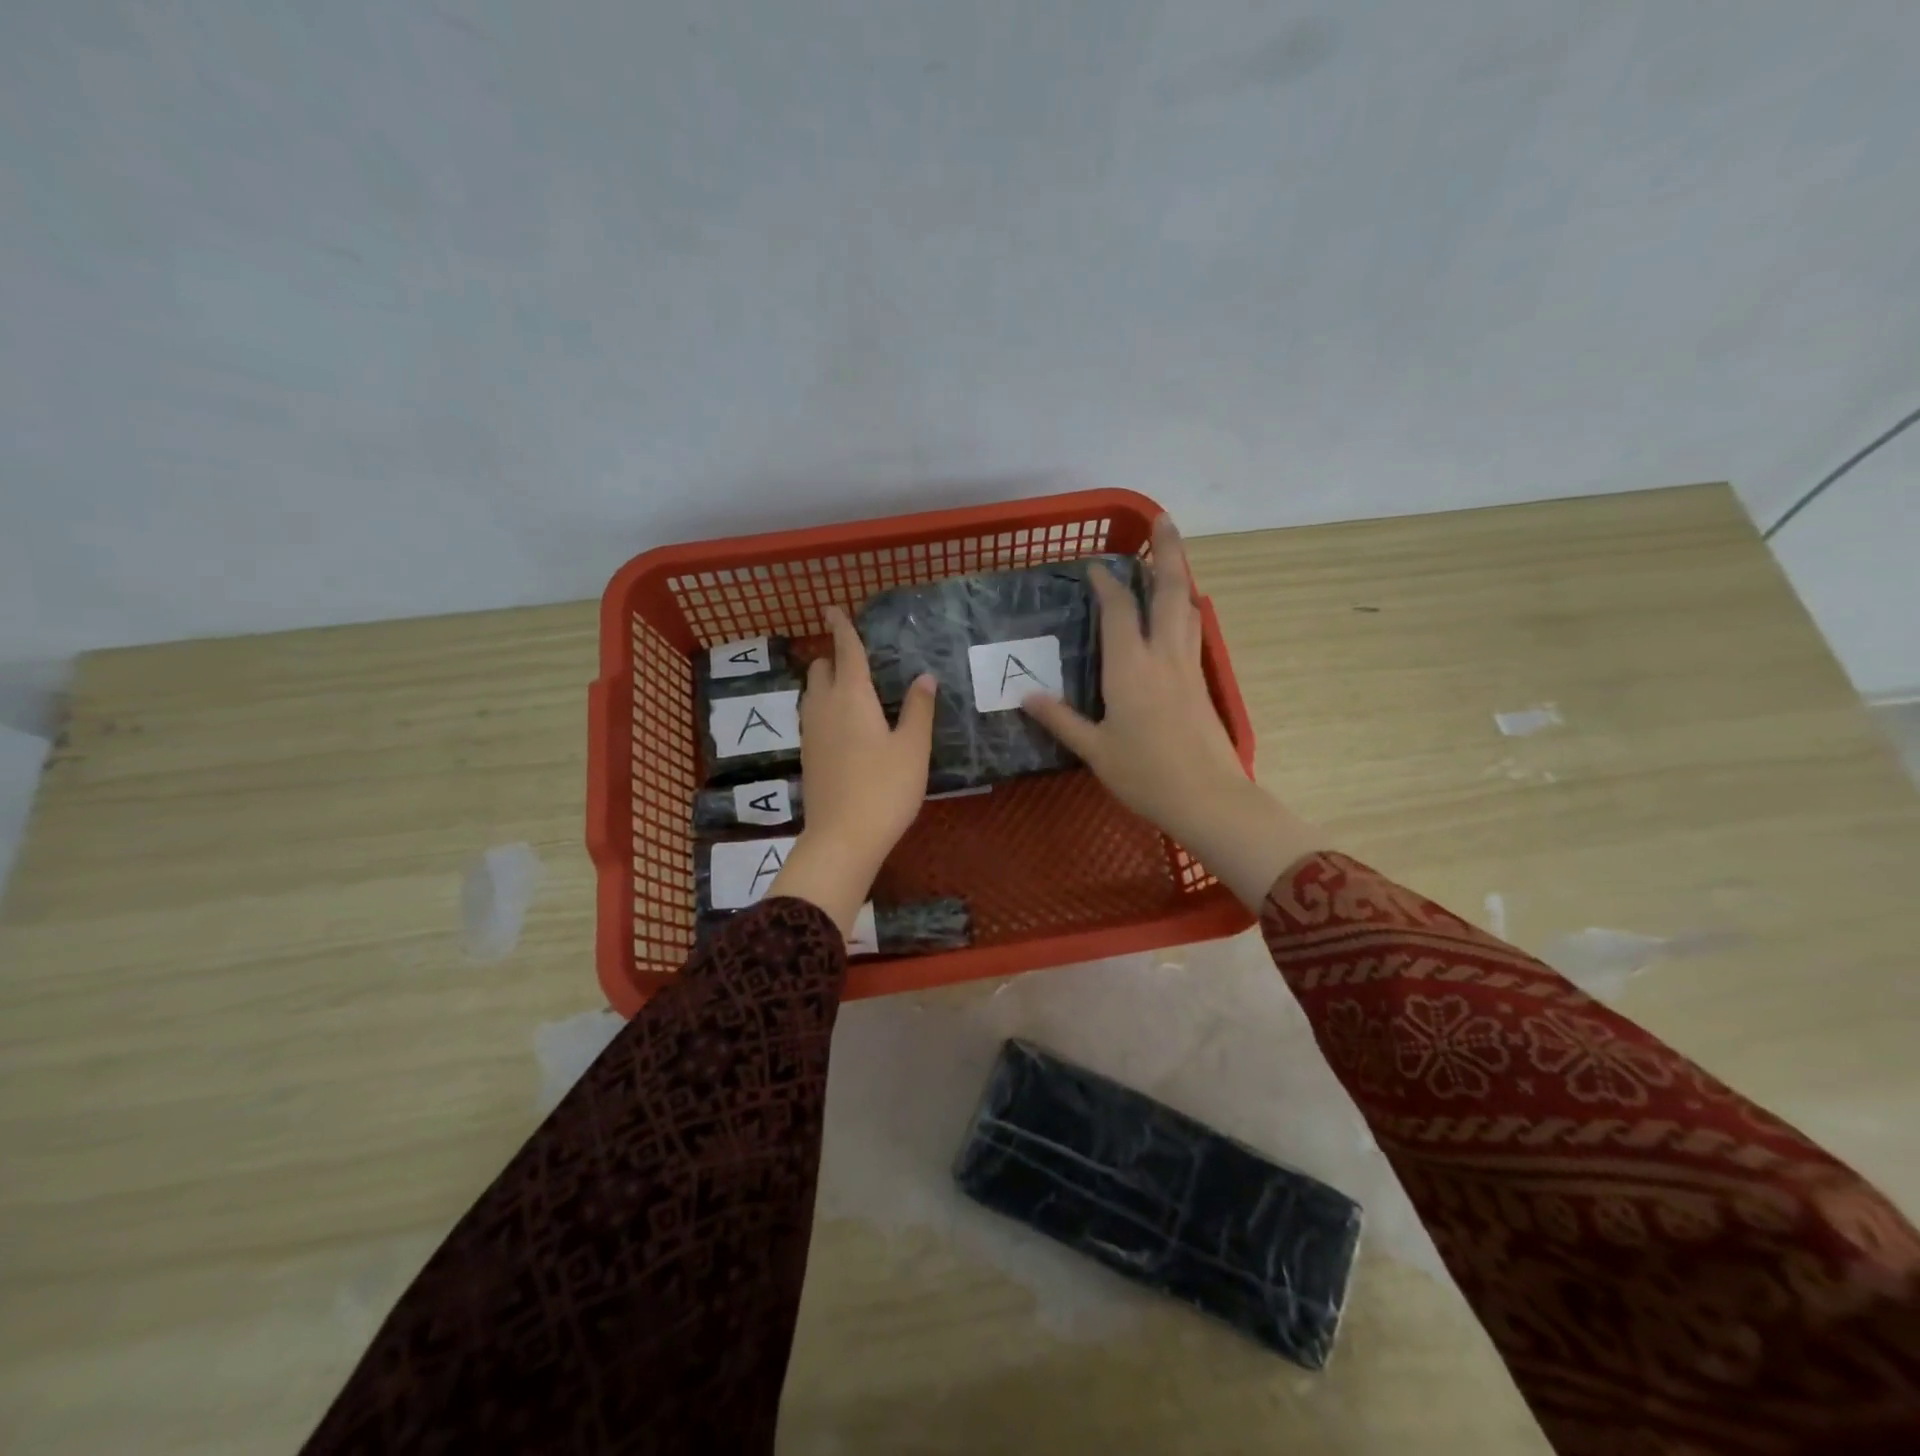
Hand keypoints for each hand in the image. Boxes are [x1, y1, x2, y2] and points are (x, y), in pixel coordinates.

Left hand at [770, 606, 936, 935]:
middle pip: (820, 668)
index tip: (832, 609)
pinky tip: (846, 726)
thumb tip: (925, 677)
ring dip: (827, 682)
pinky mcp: (807, 755)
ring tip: (853, 691)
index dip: (841, 627)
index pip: (845, 650)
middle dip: (833, 656)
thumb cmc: (885, 789)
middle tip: (857, 661)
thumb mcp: (913, 748)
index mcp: (852, 696)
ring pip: (812, 693)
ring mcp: (810, 732)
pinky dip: (825, 707)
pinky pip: (812, 716)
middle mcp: (824, 707)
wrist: (842, 838)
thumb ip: (919, 709)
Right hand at [1021, 516, 1325, 909]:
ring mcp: (1187, 666)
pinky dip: (1184, 607)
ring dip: (1179, 574)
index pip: (1117, 611)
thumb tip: (1025, 695)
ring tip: (1171, 554)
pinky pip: (1192, 630)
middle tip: (1161, 519)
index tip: (1094, 565)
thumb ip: (1060, 719)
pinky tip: (1180, 609)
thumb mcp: (1095, 750)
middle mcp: (1162, 656)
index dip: (1106, 584)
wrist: (1207, 798)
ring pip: (1186, 606)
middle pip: (1168, 590)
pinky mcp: (1200, 681)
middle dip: (1166, 550)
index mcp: (1129, 668)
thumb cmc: (1145, 774)